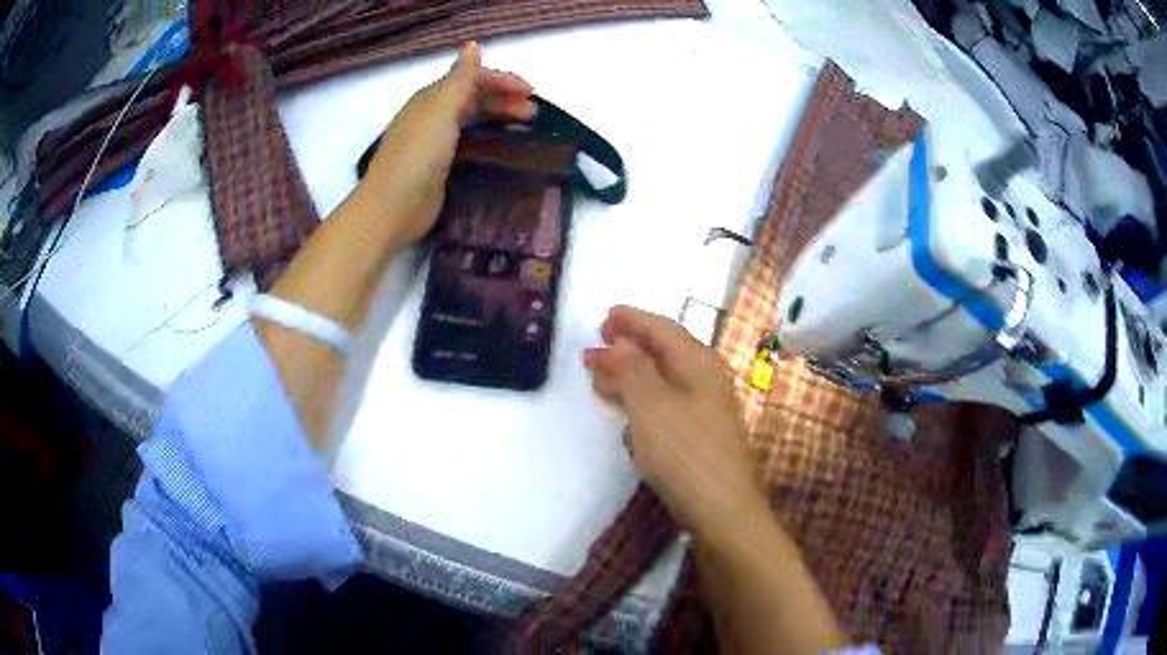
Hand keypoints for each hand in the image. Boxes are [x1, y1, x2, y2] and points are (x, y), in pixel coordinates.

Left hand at [361, 42, 534, 243]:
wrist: (393, 208)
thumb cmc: (418, 154)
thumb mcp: (441, 110)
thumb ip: (460, 78)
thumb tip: (472, 45)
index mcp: (431, 99)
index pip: (471, 79)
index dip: (501, 80)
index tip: (531, 92)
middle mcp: (432, 117)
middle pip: (473, 99)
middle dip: (504, 100)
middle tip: (533, 114)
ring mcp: (435, 144)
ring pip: (472, 121)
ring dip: (498, 118)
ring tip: (525, 128)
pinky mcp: (440, 168)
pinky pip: (470, 145)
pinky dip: (488, 141)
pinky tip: (501, 150)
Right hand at [584, 306, 761, 533]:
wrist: (722, 509)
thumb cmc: (685, 451)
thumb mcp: (651, 404)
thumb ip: (632, 369)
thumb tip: (620, 343)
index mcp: (698, 364)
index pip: (663, 329)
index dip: (632, 319)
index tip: (602, 319)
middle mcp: (705, 381)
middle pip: (662, 353)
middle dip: (625, 349)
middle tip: (591, 353)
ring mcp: (704, 411)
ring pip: (662, 381)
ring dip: (630, 376)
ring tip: (598, 380)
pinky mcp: (698, 437)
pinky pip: (665, 406)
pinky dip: (640, 402)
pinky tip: (625, 414)